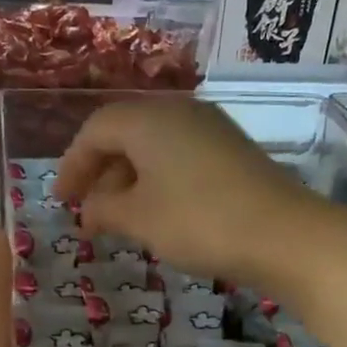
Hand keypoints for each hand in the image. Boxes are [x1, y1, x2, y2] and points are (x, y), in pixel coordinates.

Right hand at [55, 98, 334, 292]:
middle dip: (100, 172)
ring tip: (118, 218)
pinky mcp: (231, 151)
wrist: (284, 235)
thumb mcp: (139, 219)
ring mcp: (210, 129)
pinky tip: (157, 213)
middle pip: (125, 133)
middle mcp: (180, 112)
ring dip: (128, 179)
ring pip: (154, 146)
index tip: (62, 202)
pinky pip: (179, 157)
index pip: (96, 130)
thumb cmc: (198, 221)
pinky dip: (158, 181)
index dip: (72, 165)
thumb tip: (90, 210)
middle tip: (87, 210)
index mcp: (149, 119)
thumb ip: (104, 210)